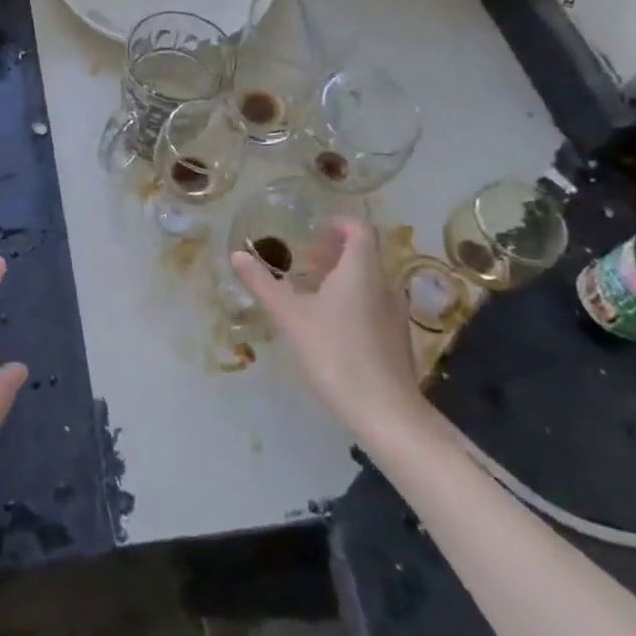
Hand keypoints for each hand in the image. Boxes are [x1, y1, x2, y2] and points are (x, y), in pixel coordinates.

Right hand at [231, 216, 438, 449]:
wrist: (385, 411)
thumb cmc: (335, 353)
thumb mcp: (290, 316)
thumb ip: (263, 283)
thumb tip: (237, 254)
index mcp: (361, 270)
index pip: (359, 229)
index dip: (338, 224)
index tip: (313, 231)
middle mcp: (384, 284)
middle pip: (364, 254)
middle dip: (335, 251)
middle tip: (306, 260)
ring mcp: (395, 312)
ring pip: (370, 280)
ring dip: (344, 277)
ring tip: (314, 292)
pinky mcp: (398, 337)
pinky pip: (376, 303)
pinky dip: (354, 299)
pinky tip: (332, 325)